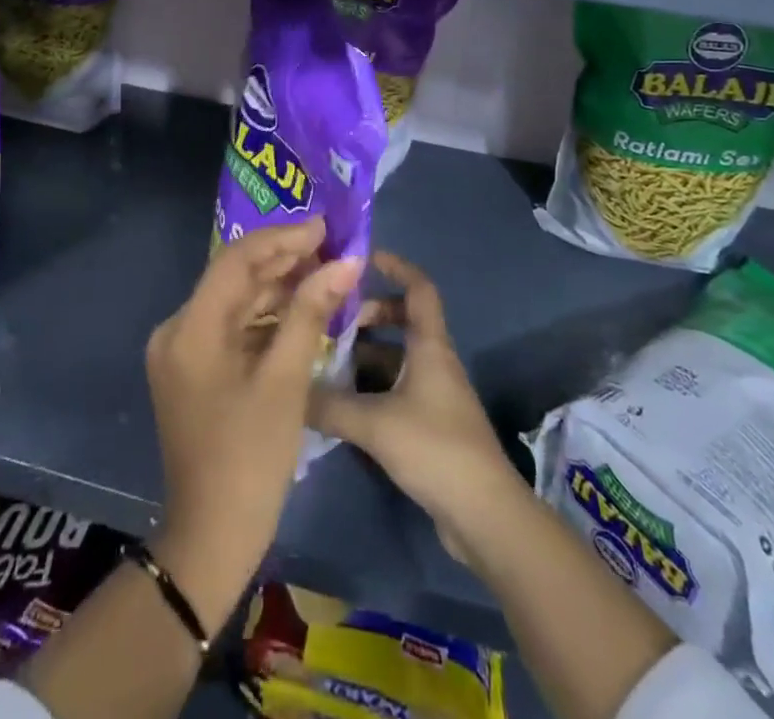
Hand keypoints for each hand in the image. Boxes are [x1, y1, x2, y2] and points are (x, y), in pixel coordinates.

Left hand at [146, 218, 361, 634]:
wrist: (211, 539)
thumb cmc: (250, 458)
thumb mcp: (286, 381)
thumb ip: (311, 313)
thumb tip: (344, 263)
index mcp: (190, 328)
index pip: (236, 260)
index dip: (282, 238)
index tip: (324, 227)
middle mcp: (178, 329)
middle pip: (234, 278)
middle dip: (283, 260)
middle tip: (331, 247)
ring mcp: (183, 351)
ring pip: (235, 302)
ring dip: (278, 287)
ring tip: (324, 272)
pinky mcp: (194, 370)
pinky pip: (232, 328)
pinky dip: (266, 317)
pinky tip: (301, 310)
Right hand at [309, 252, 529, 569]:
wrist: (484, 516)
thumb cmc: (435, 448)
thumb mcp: (375, 423)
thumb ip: (329, 405)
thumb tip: (288, 389)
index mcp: (430, 346)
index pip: (418, 288)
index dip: (395, 266)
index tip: (363, 257)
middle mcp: (434, 361)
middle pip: (402, 320)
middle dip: (367, 315)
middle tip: (331, 322)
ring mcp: (433, 394)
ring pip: (394, 357)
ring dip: (364, 355)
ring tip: (325, 362)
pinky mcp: (429, 425)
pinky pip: (394, 389)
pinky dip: (369, 387)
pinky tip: (340, 404)